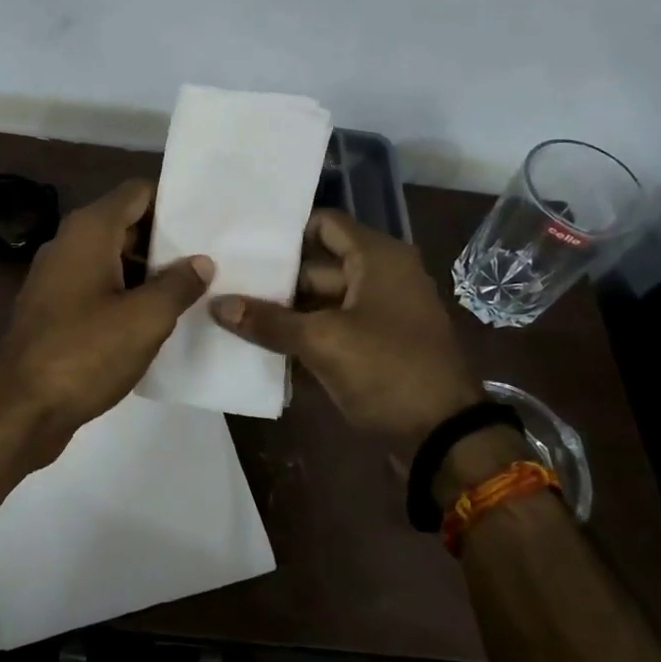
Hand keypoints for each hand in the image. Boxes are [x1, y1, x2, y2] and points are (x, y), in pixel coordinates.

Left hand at [0, 179, 211, 454]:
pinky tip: (155, 320)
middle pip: (126, 224)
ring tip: (192, 291)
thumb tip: (201, 262)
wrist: (20, 410)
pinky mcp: (54, 309)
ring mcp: (57, 277)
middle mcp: (69, 243)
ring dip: (148, 272)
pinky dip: (126, 295)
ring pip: (113, 259)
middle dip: (166, 241)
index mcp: (89, 231)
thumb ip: (179, 284)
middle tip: (210, 259)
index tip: (206, 224)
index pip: (138, 192)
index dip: (173, 203)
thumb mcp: (146, 318)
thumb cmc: (86, 353)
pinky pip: (98, 287)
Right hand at [209, 210, 480, 440]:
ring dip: (287, 310)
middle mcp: (382, 275)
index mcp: (378, 258)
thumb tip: (216, 304)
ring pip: (323, 299)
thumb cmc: (387, 371)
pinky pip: (334, 326)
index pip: (324, 224)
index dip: (285, 233)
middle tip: (227, 285)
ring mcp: (381, 311)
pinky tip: (264, 344)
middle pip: (319, 264)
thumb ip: (269, 321)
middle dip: (276, 279)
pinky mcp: (378, 344)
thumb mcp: (323, 342)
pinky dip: (306, 333)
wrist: (444, 437)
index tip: (244, 246)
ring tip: (235, 314)